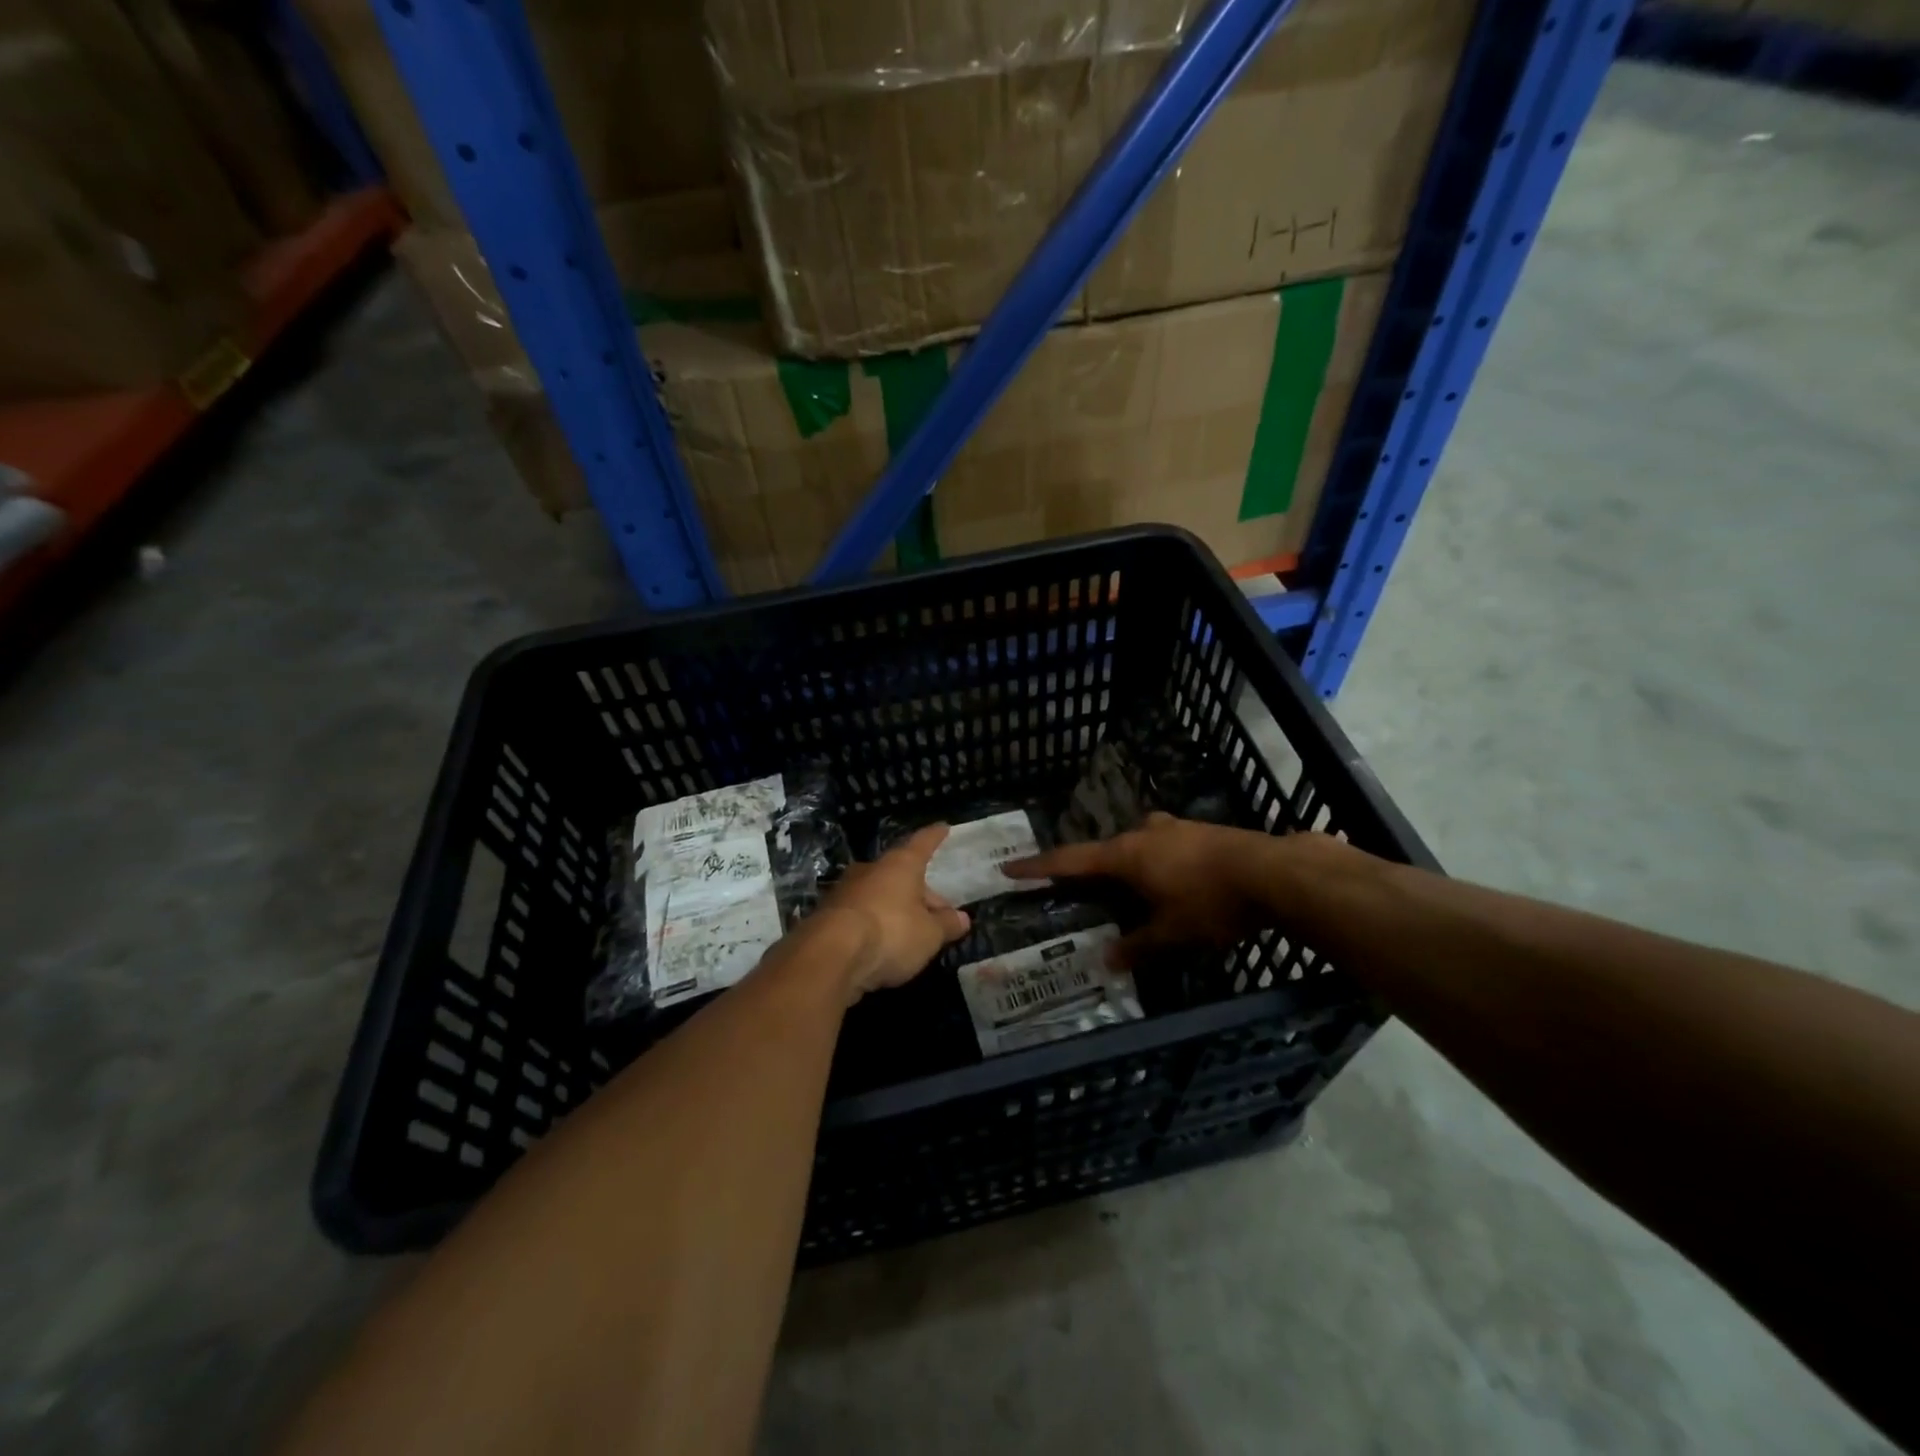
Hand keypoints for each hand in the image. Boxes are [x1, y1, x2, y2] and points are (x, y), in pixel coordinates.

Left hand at [812, 825, 970, 1000]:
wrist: (829, 955)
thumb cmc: (890, 933)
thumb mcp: (929, 934)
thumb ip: (946, 925)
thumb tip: (962, 919)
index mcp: (900, 865)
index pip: (922, 844)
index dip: (935, 837)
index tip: (943, 827)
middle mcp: (870, 870)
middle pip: (900, 874)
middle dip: (920, 892)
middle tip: (937, 915)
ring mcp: (845, 891)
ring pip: (879, 895)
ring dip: (896, 910)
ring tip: (912, 933)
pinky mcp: (826, 916)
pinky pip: (860, 915)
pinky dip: (874, 925)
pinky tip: (882, 945)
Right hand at [1004, 812, 1309, 967]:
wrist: (1274, 872)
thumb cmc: (1212, 902)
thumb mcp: (1172, 933)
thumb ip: (1138, 945)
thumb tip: (1107, 959)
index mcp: (1127, 855)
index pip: (1071, 860)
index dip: (1039, 867)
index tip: (1011, 867)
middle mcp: (1144, 833)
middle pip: (1107, 850)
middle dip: (1094, 869)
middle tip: (1086, 890)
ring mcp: (1174, 827)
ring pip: (1139, 844)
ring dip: (1130, 864)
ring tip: (1135, 890)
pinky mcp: (1201, 830)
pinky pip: (1165, 845)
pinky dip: (1158, 862)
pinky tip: (1174, 880)